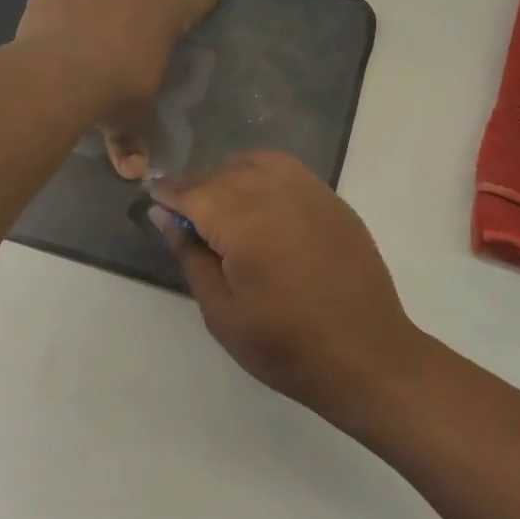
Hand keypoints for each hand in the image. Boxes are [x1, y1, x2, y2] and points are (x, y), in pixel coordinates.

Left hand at [16, 0, 223, 177]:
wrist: (60, 74)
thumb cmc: (116, 92)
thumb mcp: (131, 118)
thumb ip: (133, 141)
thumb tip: (133, 172)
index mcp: (168, 14)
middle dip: (137, 13)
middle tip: (122, 46)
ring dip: (98, 13)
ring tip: (80, 47)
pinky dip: (63, 13)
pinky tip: (52, 39)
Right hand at [150, 151, 430, 427]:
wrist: (367, 356)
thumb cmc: (285, 347)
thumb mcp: (222, 313)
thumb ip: (192, 257)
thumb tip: (166, 216)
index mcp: (244, 224)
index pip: (194, 192)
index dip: (168, 192)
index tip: (152, 198)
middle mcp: (276, 195)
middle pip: (223, 172)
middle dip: (196, 185)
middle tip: (182, 211)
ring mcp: (310, 193)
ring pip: (256, 162)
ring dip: (229, 174)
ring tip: (220, 202)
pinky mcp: (332, 201)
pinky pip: (288, 170)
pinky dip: (263, 173)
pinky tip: (259, 200)